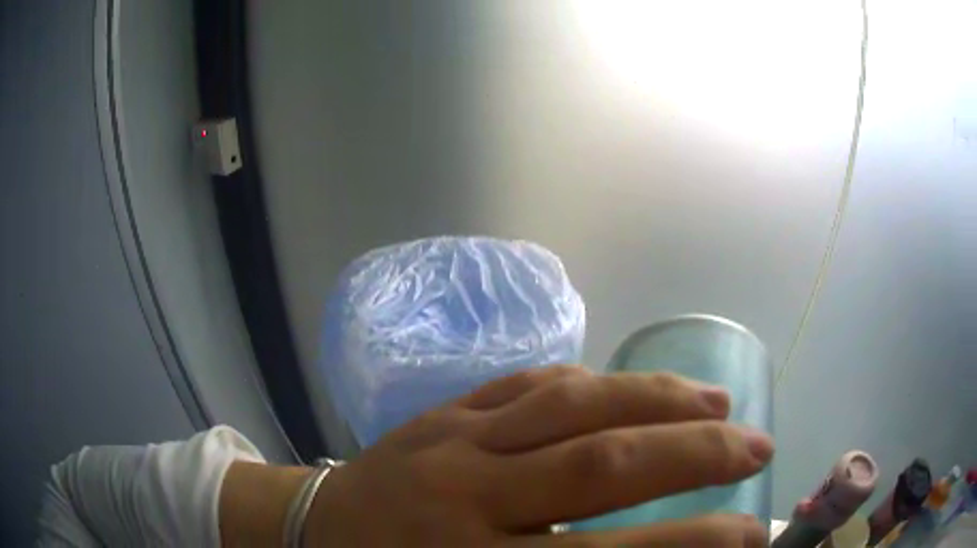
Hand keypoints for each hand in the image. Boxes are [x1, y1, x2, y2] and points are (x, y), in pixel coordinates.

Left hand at [304, 366, 773, 546]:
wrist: (313, 529)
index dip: (694, 542)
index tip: (751, 532)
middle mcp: (468, 495)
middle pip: (605, 465)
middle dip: (699, 454)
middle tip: (758, 445)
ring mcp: (454, 440)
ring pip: (576, 404)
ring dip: (660, 399)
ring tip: (719, 402)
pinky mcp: (443, 410)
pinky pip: (531, 382)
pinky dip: (595, 382)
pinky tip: (631, 387)